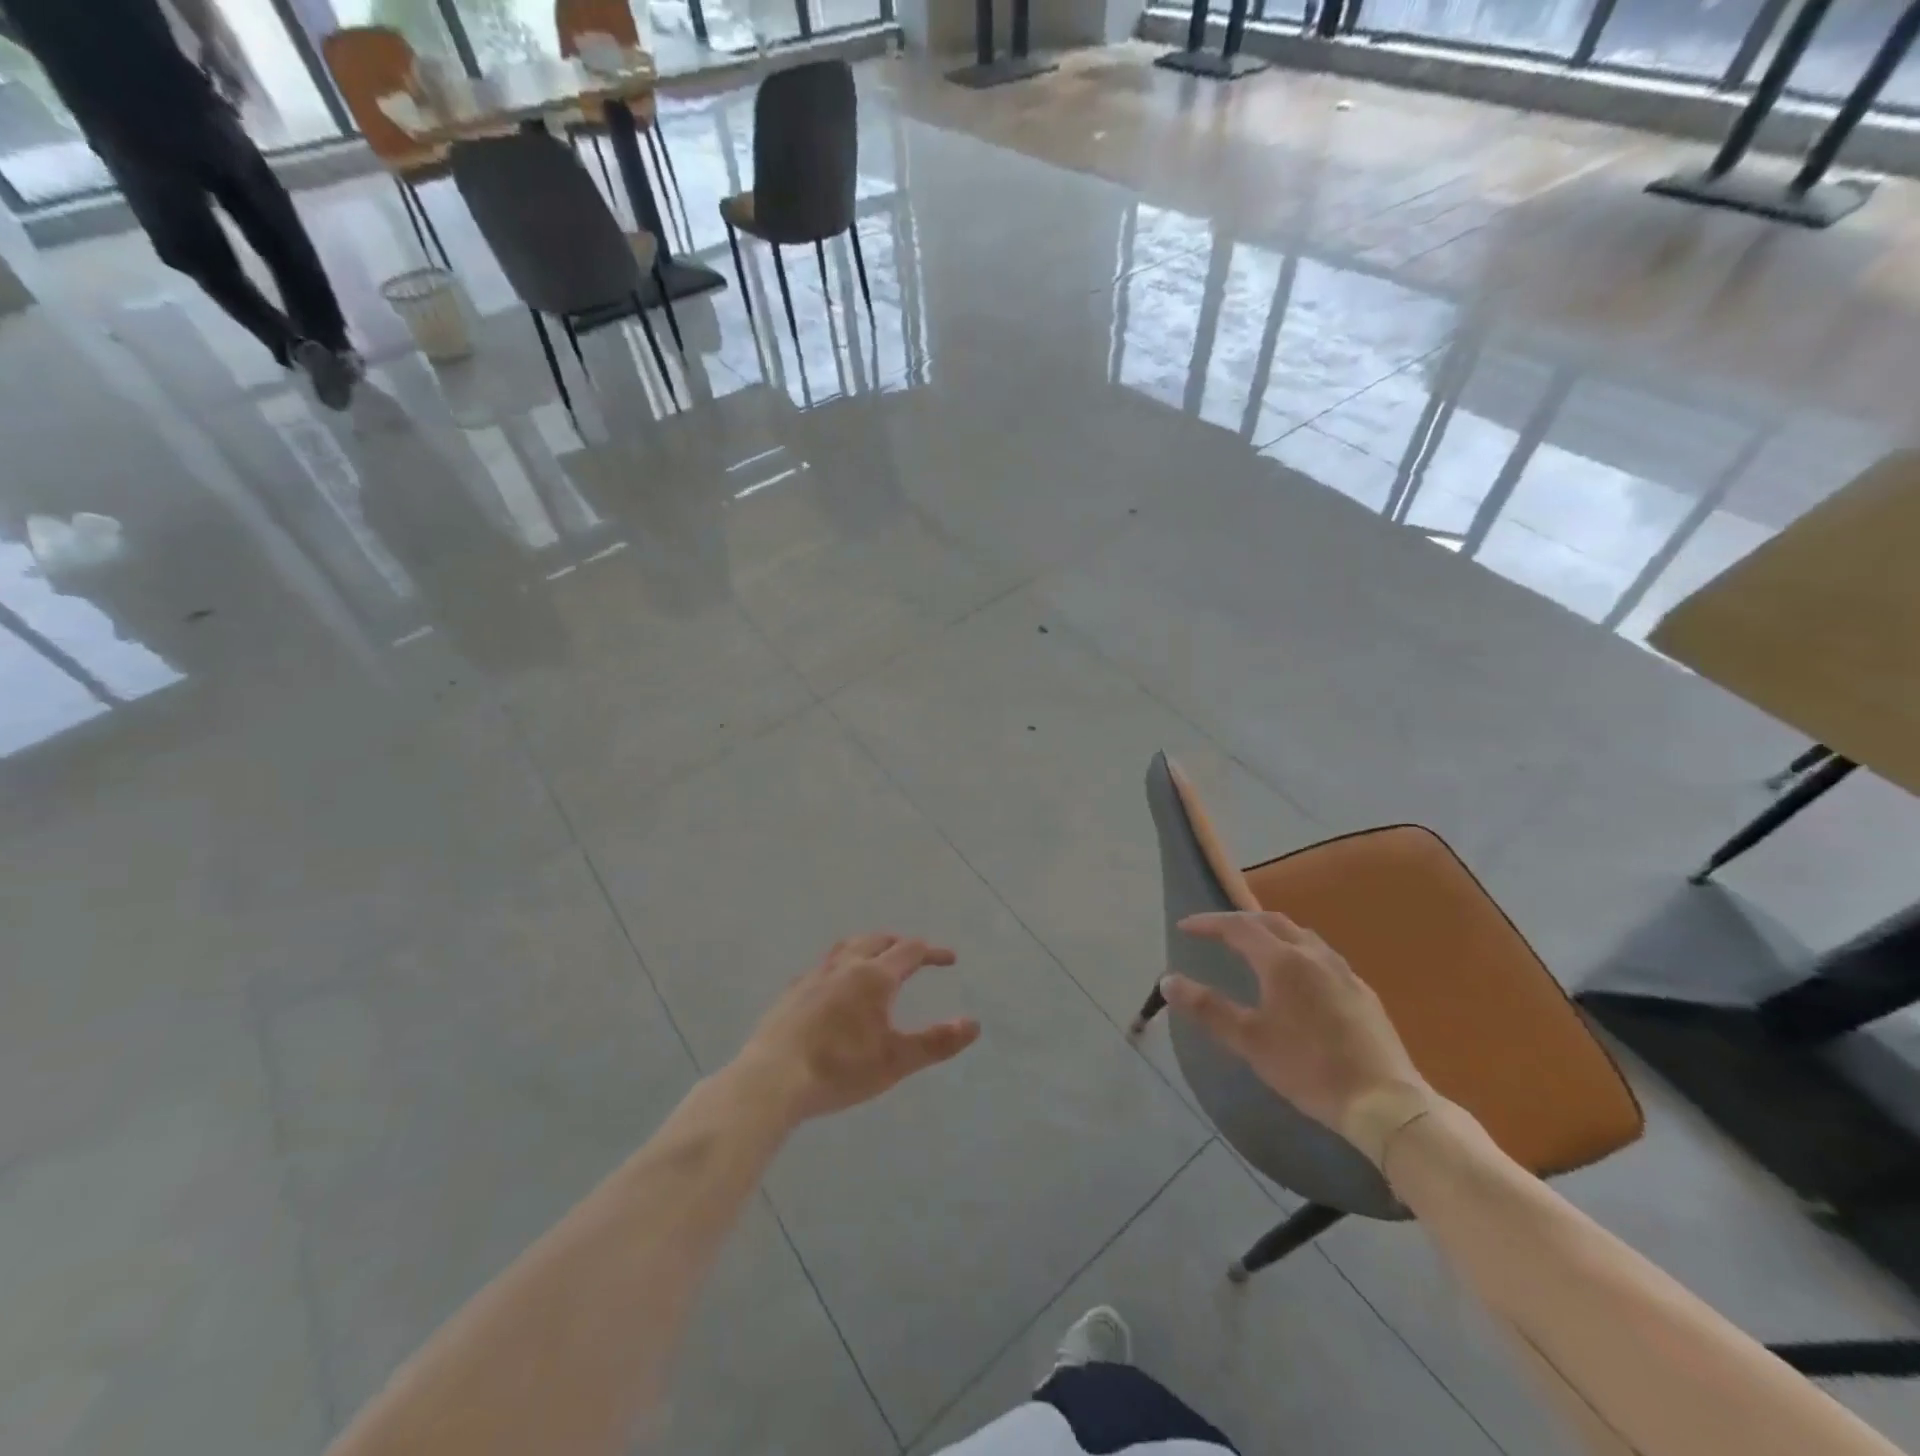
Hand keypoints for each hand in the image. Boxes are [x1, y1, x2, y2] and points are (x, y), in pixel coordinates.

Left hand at [737, 935, 980, 1122]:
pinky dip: (839, 966)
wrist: (772, 1079)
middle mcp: (844, 967)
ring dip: (867, 946)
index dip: (933, 953)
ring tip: (874, 958)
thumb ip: (937, 1042)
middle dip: (899, 944)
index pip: (910, 951)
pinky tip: (833, 986)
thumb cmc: (840, 1069)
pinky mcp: (791, 993)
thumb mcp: (896, 1061)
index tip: (950, 959)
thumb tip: (974, 1024)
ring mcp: (813, 977)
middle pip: (877, 941)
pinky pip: (822, 967)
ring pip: (846, 948)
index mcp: (874, 977)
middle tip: (914, 954)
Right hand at [1161, 912, 1431, 1159]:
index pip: (1238, 927)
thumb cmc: (1308, 1068)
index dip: (1208, 923)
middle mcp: (1313, 955)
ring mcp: (1343, 971)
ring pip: (1300, 935)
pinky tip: (1297, 977)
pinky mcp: (1362, 992)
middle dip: (1239, 921)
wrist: (1385, 1103)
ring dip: (1270, 932)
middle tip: (1216, 932)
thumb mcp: (1249, 1041)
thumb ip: (1207, 1008)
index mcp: (1283, 961)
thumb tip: (1168, 981)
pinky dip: (1296, 951)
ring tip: (1253, 947)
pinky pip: (1321, 955)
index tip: (1184, 927)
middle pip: (1271, 921)